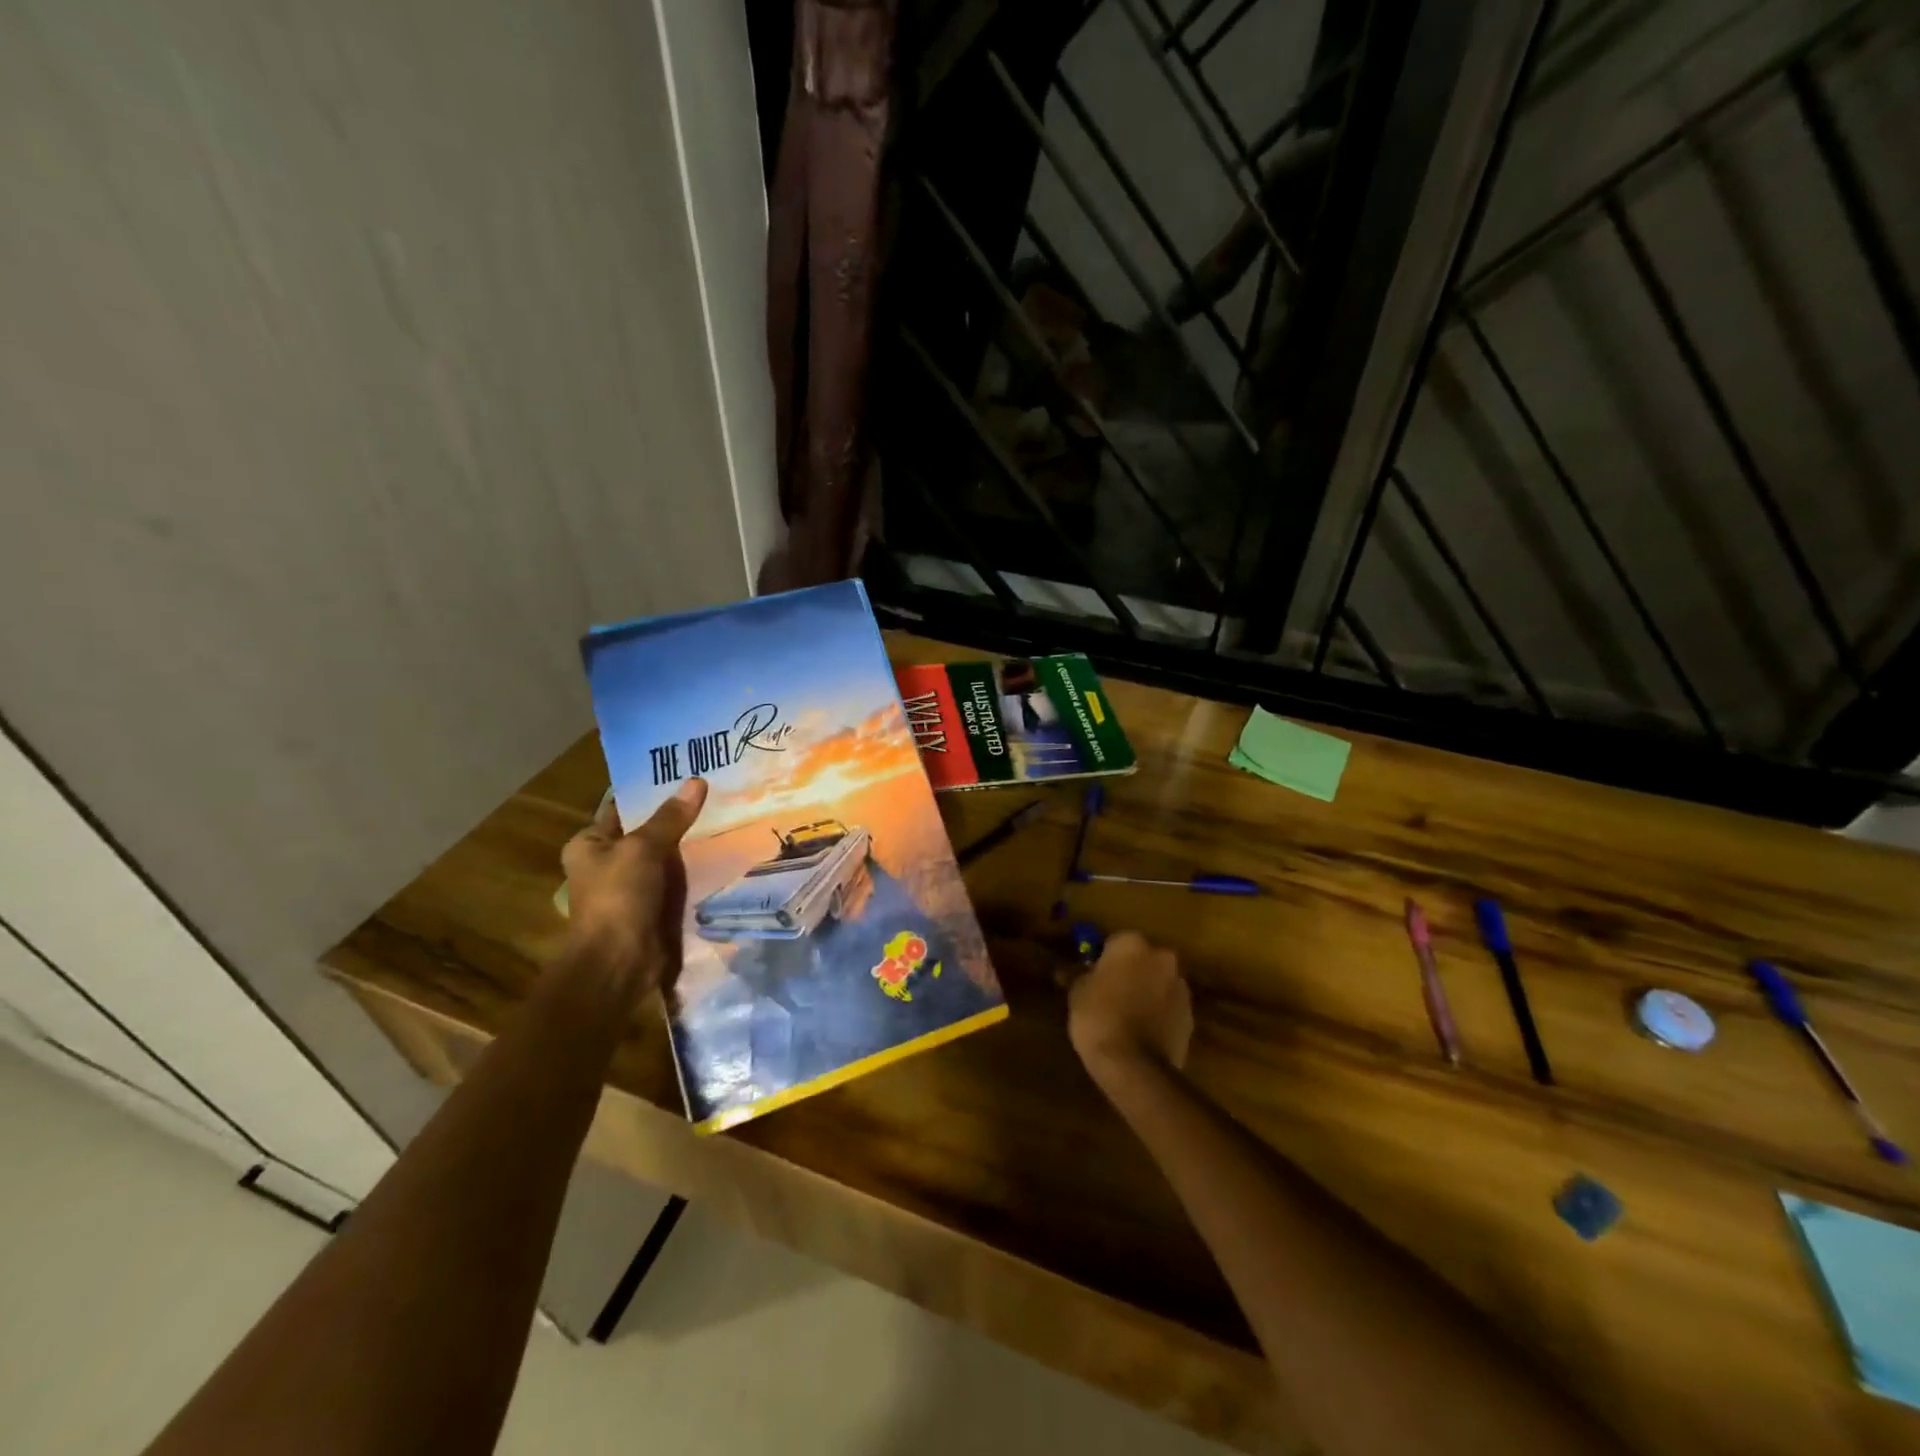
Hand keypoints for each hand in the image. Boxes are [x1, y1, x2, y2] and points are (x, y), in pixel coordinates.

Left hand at [560, 779, 707, 995]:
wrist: (620, 964)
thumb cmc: (618, 898)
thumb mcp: (642, 848)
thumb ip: (670, 817)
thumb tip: (697, 781)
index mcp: (590, 844)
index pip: (623, 807)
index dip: (652, 790)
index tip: (687, 771)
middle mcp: (609, 862)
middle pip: (649, 831)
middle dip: (680, 817)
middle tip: (717, 790)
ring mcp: (634, 887)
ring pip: (669, 856)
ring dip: (693, 844)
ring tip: (729, 814)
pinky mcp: (656, 907)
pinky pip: (680, 880)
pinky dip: (698, 870)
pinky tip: (727, 851)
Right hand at [1068, 931, 1192, 1084]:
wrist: (1134, 1065)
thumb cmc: (1099, 1018)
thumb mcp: (1077, 992)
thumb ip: (1080, 974)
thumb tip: (1071, 968)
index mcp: (1132, 944)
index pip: (1116, 941)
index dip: (1104, 958)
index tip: (1094, 974)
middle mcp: (1162, 957)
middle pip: (1143, 959)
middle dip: (1131, 971)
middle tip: (1112, 992)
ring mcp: (1180, 986)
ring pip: (1159, 982)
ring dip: (1147, 991)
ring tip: (1128, 1015)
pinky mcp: (1190, 1015)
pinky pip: (1169, 1006)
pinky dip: (1159, 1013)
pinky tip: (1143, 1031)